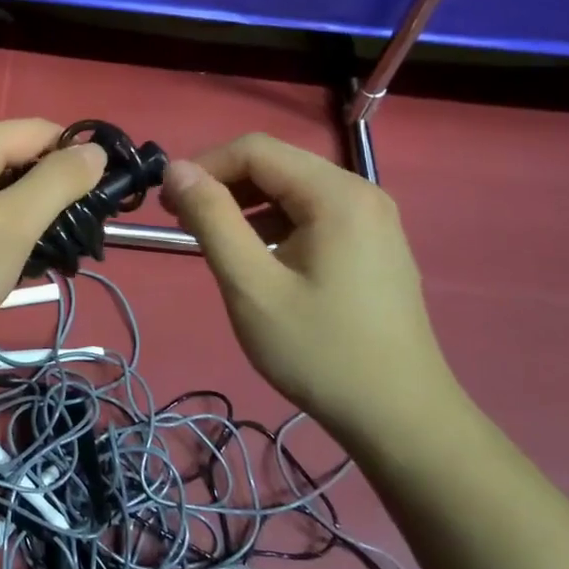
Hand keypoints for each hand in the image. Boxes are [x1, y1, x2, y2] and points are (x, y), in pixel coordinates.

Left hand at [0, 120, 105, 375]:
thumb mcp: (14, 226)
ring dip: (11, 217)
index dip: (76, 156)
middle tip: (63, 242)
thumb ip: (58, 183)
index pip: (40, 130)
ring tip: (25, 261)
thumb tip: (93, 149)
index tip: (99, 200)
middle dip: (42, 194)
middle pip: (8, 159)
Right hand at [160, 133, 466, 448]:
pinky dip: (274, 222)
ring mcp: (373, 219)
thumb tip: (175, 169)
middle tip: (181, 220)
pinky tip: (256, 256)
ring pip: (293, 189)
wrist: (401, 419)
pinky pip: (313, 214)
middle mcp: (360, 192)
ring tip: (211, 239)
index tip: (167, 201)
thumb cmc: (319, 351)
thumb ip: (211, 219)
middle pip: (276, 164)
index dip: (204, 165)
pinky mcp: (374, 245)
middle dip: (223, 183)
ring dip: (245, 204)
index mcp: (336, 194)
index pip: (256, 149)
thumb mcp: (252, 285)